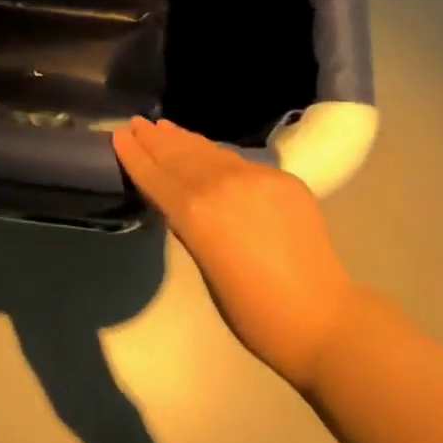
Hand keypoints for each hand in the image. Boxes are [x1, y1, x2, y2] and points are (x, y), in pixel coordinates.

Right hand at [113, 117, 354, 391]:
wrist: (323, 318)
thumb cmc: (255, 314)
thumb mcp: (207, 270)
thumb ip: (191, 227)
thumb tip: (181, 203)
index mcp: (196, 214)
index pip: (156, 177)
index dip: (135, 156)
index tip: (118, 135)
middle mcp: (220, 185)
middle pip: (179, 156)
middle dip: (155, 140)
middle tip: (136, 124)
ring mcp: (253, 176)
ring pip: (208, 151)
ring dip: (182, 139)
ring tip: (163, 127)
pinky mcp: (280, 177)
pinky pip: (238, 161)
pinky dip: (215, 153)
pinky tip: (206, 150)